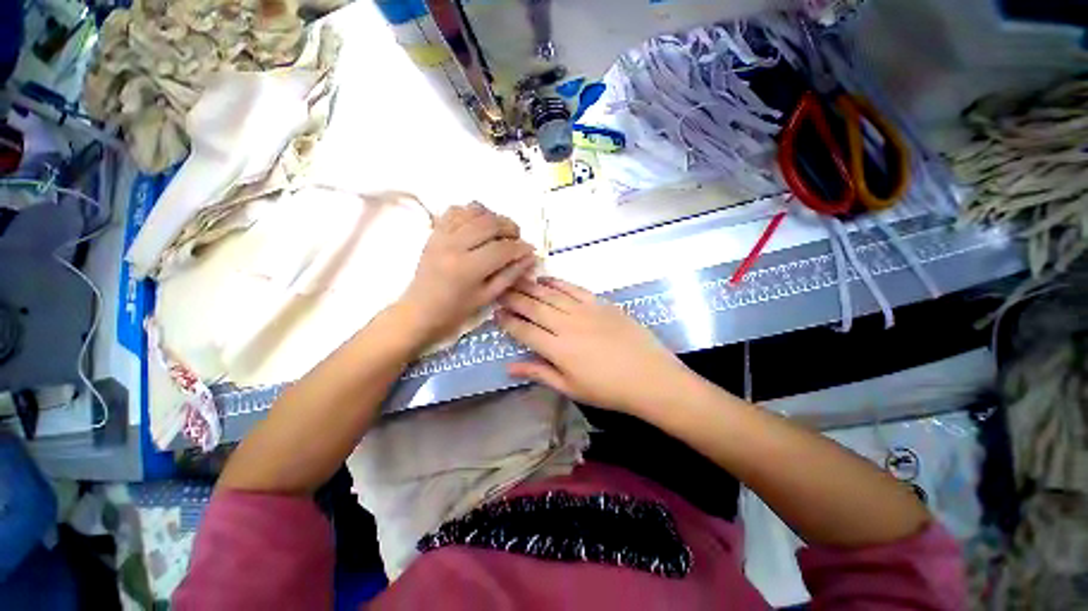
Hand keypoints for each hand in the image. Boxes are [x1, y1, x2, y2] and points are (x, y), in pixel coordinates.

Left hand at [399, 203, 536, 346]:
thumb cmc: (455, 311)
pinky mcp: (434, 232)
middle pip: (489, 223)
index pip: (502, 249)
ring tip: (500, 230)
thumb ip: (510, 275)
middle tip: (518, 238)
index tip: (531, 250)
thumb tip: (529, 257)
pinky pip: (455, 210)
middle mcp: (454, 246)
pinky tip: (479, 224)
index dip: (521, 248)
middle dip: (510, 227)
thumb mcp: (487, 297)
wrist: (419, 311)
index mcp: (468, 268)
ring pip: (473, 212)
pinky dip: (471, 212)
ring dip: (493, 217)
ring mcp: (442, 235)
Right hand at [497, 277, 693, 415]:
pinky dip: (557, 282)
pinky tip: (546, 278)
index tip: (495, 313)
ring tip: (515, 279)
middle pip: (533, 307)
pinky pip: (573, 288)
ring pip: (550, 294)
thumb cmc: (608, 389)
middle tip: (499, 289)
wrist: (650, 377)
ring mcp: (584, 310)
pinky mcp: (600, 303)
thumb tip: (509, 368)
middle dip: (513, 298)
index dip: (507, 321)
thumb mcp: (570, 388)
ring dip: (530, 286)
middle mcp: (566, 325)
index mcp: (557, 349)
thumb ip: (539, 373)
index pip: (524, 330)